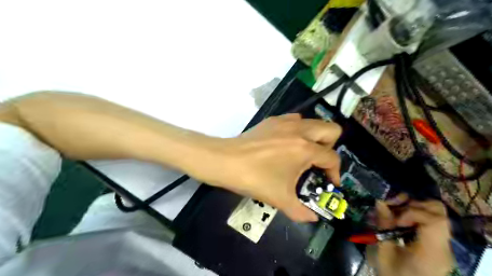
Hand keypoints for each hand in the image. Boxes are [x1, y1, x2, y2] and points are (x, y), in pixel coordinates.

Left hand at [189, 113, 342, 222]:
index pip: (332, 157)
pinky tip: (286, 143)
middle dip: (330, 147)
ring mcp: (285, 122)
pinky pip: (294, 119)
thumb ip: (301, 212)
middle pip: (332, 129)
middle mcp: (299, 130)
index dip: (335, 173)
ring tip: (302, 152)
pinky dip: (297, 130)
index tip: (329, 183)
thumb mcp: (280, 199)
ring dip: (314, 137)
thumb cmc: (254, 179)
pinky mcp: (273, 120)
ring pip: (313, 122)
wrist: (225, 161)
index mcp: (305, 149)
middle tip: (317, 161)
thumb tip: (312, 218)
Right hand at [378, 199, 452, 275]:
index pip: (434, 221)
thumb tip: (380, 202)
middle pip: (439, 212)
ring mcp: (444, 245)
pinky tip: (400, 222)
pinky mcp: (438, 244)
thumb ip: (384, 226)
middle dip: (414, 204)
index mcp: (432, 252)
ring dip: (414, 208)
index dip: (412, 213)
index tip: (396, 220)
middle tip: (395, 209)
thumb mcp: (384, 252)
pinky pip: (430, 221)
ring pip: (436, 213)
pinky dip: (415, 216)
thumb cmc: (393, 274)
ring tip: (396, 214)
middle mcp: (444, 246)